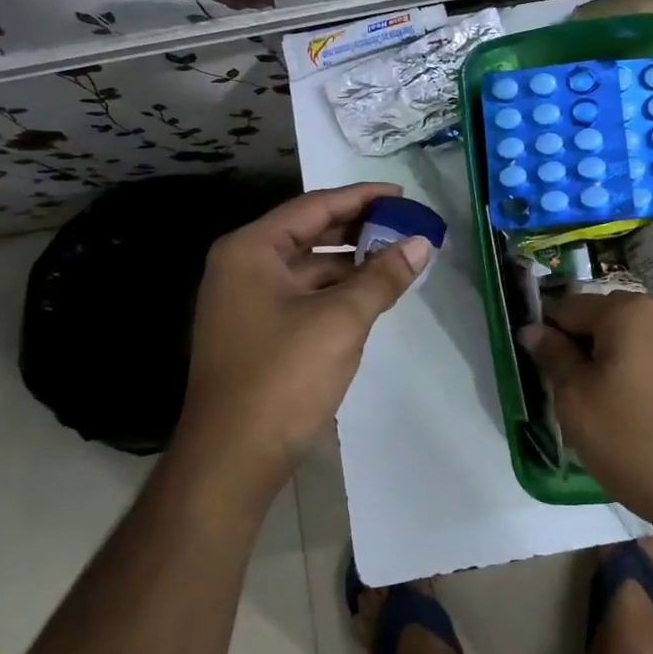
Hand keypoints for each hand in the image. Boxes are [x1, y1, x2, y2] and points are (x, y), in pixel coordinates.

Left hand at [175, 182, 429, 502]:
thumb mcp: (341, 320)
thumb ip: (382, 277)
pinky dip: (336, 289)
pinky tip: (369, 294)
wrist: (231, 459)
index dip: (361, 197)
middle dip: (358, 228)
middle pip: (308, 232)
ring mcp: (245, 301)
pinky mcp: (256, 331)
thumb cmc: (282, 377)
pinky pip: (302, 294)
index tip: (402, 194)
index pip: (314, 207)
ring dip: (350, 261)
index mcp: (251, 250)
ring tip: (396, 257)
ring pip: (307, 266)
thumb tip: (421, 243)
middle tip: (404, 224)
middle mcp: (242, 267)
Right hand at [519, 292, 652, 540]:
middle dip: (583, 350)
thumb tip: (534, 329)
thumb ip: (553, 357)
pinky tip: (641, 418)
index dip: (549, 338)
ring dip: (613, 365)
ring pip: (634, 342)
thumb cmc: (635, 442)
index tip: (544, 376)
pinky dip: (642, 378)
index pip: (569, 308)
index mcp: (629, 311)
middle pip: (605, 320)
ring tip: (608, 413)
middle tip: (574, 399)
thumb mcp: (577, 401)